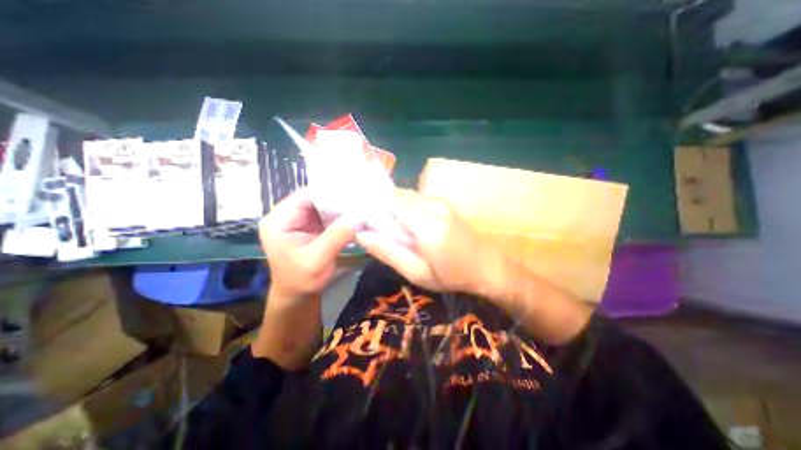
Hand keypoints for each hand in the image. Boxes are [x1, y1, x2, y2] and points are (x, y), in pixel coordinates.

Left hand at [258, 188, 361, 300]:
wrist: (297, 294)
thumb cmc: (302, 280)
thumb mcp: (318, 260)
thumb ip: (337, 236)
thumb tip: (359, 215)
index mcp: (279, 221)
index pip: (306, 196)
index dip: (331, 194)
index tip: (354, 199)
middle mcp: (286, 214)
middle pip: (315, 197)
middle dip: (339, 200)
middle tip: (361, 203)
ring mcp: (299, 218)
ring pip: (323, 203)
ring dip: (341, 207)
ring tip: (361, 208)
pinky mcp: (309, 223)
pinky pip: (327, 213)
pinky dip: (341, 214)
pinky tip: (354, 217)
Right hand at [355, 188, 498, 293]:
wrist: (485, 266)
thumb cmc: (450, 276)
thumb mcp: (416, 273)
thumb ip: (389, 252)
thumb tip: (361, 234)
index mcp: (427, 226)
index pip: (390, 202)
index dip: (372, 208)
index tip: (363, 221)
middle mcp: (433, 206)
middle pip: (396, 195)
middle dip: (381, 208)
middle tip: (377, 228)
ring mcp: (440, 201)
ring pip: (405, 195)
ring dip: (393, 208)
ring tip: (392, 228)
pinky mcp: (443, 201)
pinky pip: (415, 198)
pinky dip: (405, 207)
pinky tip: (408, 224)